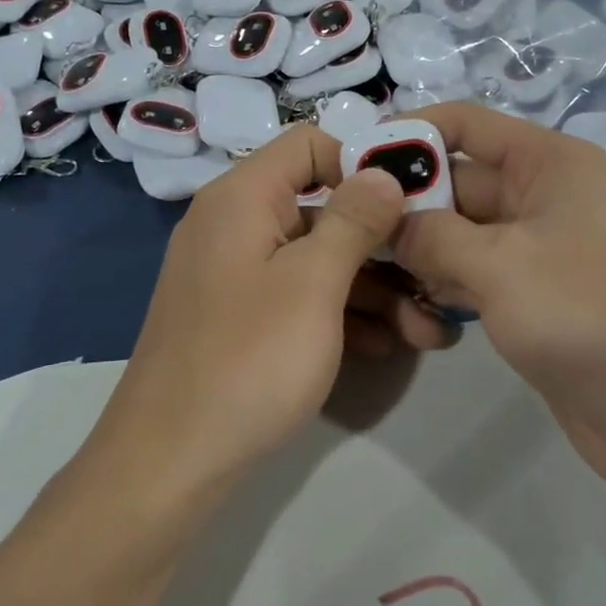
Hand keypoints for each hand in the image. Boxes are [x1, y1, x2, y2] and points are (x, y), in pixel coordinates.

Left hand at [98, 126, 454, 499]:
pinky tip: (386, 345)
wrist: (169, 462)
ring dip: (373, 287)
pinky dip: (340, 313)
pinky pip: (299, 296)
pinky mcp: (241, 318)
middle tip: (436, 274)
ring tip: (428, 328)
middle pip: (321, 207)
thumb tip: (384, 171)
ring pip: (316, 259)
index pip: (310, 144)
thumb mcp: (313, 284)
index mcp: (242, 197)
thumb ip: (353, 220)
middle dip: (383, 241)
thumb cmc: (247, 360)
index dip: (364, 160)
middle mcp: (235, 225)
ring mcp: (236, 274)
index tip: (415, 195)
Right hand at [392, 104, 605, 491]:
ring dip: (420, 249)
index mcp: (547, 162)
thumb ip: (429, 234)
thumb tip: (384, 221)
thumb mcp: (496, 263)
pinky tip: (413, 306)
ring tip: (374, 272)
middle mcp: (542, 194)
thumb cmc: (583, 313)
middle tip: (351, 232)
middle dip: (407, 204)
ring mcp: (537, 246)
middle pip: (456, 180)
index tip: (355, 162)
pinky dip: (443, 281)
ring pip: (459, 230)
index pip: (464, 123)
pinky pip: (473, 270)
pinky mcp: (531, 292)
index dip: (410, 134)